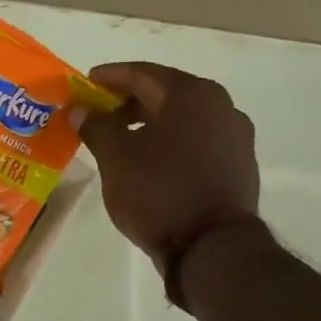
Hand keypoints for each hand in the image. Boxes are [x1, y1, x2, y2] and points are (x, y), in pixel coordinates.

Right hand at [78, 62, 259, 260]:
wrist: (212, 247)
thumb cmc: (159, 192)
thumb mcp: (116, 158)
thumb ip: (97, 126)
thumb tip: (82, 109)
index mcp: (191, 94)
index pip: (142, 73)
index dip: (109, 77)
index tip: (85, 84)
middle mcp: (220, 106)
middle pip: (165, 93)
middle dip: (129, 101)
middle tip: (99, 113)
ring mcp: (235, 136)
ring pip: (183, 118)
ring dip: (150, 123)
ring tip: (121, 139)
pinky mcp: (238, 165)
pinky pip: (197, 141)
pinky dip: (171, 142)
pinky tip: (151, 161)